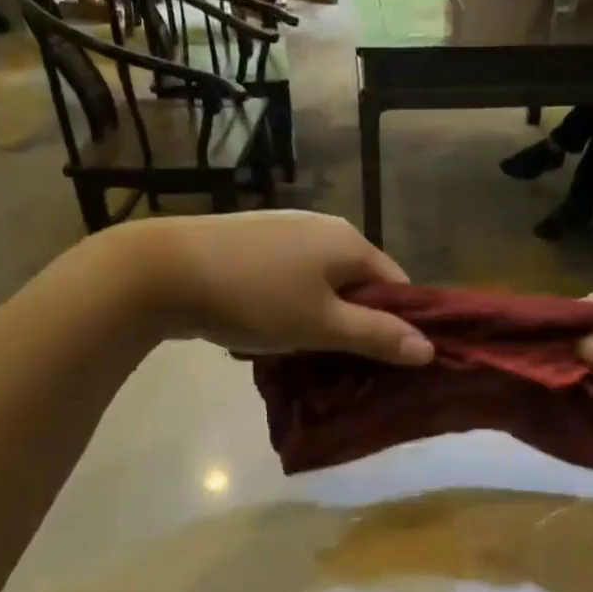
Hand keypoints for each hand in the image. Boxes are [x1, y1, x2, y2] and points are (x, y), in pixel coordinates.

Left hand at [108, 212, 433, 364]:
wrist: (163, 271)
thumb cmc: (255, 298)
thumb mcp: (322, 324)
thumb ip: (376, 335)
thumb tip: (428, 348)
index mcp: (349, 242)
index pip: (397, 285)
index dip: (399, 324)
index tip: (387, 362)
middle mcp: (323, 227)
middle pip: (359, 283)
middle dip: (357, 323)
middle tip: (344, 363)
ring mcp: (286, 231)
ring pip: (323, 283)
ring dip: (323, 317)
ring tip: (306, 352)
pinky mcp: (254, 242)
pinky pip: (292, 278)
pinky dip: (293, 305)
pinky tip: (273, 328)